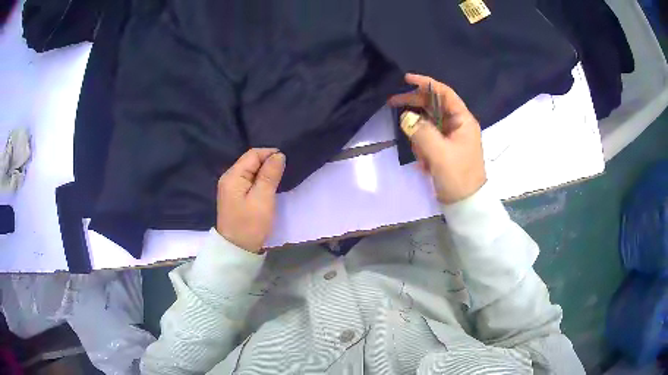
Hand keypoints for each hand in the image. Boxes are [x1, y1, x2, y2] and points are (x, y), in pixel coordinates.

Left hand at [216, 148, 285, 252]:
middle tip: (285, 170)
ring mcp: (231, 188)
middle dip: (268, 162)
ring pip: (250, 172)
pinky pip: (249, 181)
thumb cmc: (250, 224)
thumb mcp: (263, 198)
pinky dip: (260, 181)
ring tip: (280, 177)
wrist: (237, 250)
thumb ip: (270, 174)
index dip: (270, 153)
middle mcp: (229, 178)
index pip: (252, 154)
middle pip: (250, 161)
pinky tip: (269, 186)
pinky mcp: (235, 197)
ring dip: (265, 172)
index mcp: (233, 176)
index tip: (287, 161)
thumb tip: (279, 155)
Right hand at [389, 73, 485, 203]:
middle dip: (415, 105)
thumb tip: (405, 117)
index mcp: (463, 121)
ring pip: (428, 124)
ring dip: (419, 134)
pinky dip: (422, 147)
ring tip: (421, 155)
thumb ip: (421, 131)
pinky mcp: (444, 150)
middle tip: (392, 103)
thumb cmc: (457, 177)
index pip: (444, 94)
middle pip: (433, 106)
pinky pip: (428, 139)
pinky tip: (424, 162)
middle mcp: (458, 125)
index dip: (426, 84)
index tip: (406, 79)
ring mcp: (451, 138)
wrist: (465, 205)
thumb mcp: (439, 153)